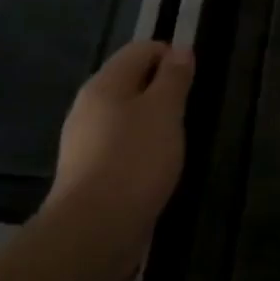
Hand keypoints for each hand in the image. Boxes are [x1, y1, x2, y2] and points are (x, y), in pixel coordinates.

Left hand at [46, 41, 192, 251]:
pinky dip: (142, 148)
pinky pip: (121, 146)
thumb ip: (174, 77)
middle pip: (132, 82)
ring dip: (154, 122)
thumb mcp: (165, 110)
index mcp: (104, 84)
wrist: (95, 231)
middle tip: (189, 111)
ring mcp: (85, 141)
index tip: (194, 80)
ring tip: (177, 140)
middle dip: (163, 91)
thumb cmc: (135, 159)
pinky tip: (157, 167)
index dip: (171, 56)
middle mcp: (89, 106)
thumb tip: (180, 49)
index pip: (141, 50)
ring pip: (127, 116)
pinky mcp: (89, 173)